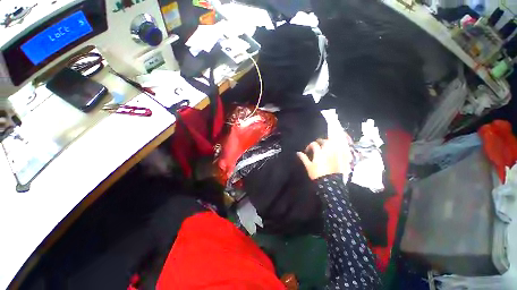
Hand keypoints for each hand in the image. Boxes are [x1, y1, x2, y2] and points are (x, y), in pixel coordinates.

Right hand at [297, 138, 351, 179]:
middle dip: (320, 141)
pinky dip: (338, 148)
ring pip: (333, 144)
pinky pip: (341, 149)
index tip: (307, 151)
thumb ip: (303, 158)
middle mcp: (328, 151)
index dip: (309, 146)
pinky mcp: (341, 158)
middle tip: (317, 145)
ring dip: (329, 143)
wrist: (330, 183)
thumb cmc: (317, 174)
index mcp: (319, 152)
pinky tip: (335, 150)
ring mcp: (335, 154)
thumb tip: (298, 153)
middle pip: (325, 141)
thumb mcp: (308, 166)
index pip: (314, 144)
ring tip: (325, 146)